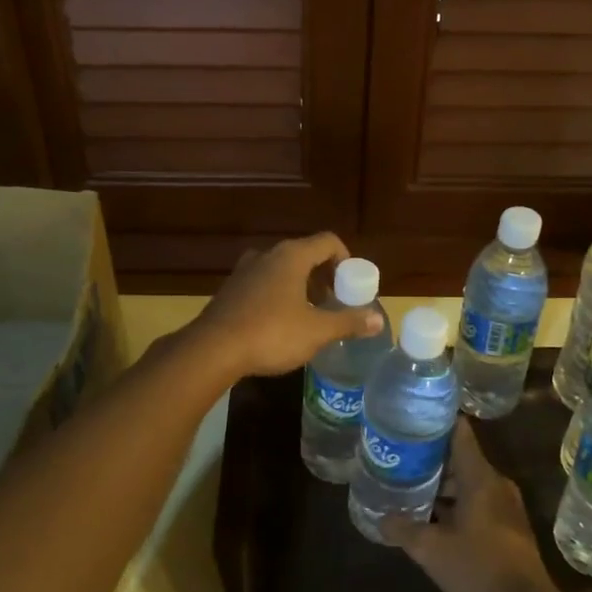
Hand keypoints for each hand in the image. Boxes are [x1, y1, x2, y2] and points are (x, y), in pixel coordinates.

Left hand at [191, 233, 384, 379]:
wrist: (213, 350)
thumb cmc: (271, 333)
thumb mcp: (317, 331)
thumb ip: (348, 322)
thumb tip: (378, 319)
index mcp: (291, 256)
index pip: (328, 241)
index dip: (345, 259)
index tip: (350, 285)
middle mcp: (267, 255)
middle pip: (304, 254)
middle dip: (322, 275)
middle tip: (333, 301)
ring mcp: (244, 271)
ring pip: (280, 269)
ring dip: (299, 286)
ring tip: (308, 314)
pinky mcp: (230, 290)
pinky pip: (262, 284)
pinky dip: (277, 295)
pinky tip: (278, 323)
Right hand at [386, 419, 556, 591]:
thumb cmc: (478, 569)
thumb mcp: (431, 550)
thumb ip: (404, 529)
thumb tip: (381, 518)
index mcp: (480, 477)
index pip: (459, 432)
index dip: (436, 422)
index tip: (411, 420)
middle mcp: (496, 483)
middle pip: (461, 458)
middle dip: (431, 459)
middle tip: (400, 459)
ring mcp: (506, 505)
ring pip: (469, 482)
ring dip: (443, 485)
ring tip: (410, 488)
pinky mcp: (509, 526)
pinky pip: (478, 502)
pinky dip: (456, 503)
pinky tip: (434, 519)